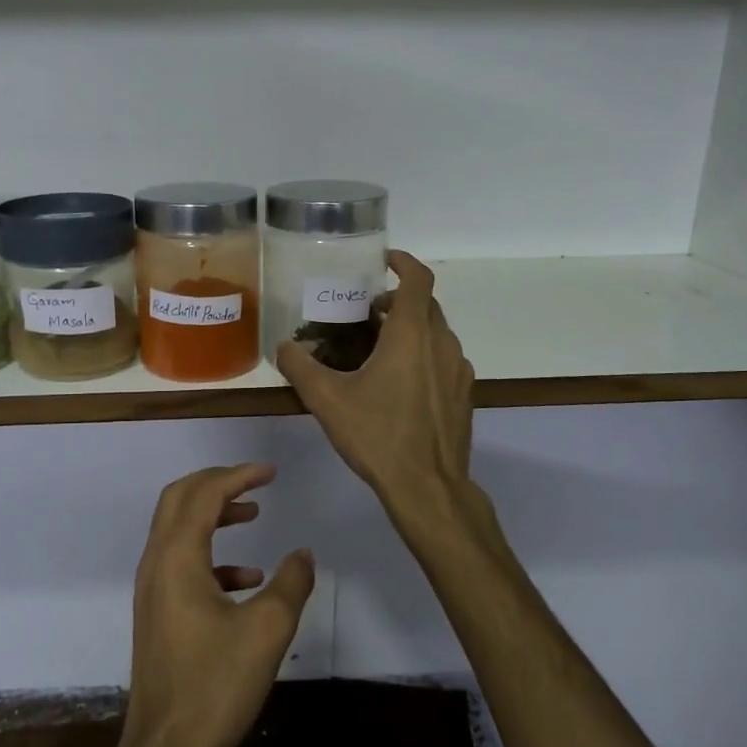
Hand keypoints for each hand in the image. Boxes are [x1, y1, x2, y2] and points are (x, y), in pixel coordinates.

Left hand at [119, 464, 315, 746]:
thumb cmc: (215, 685)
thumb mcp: (267, 631)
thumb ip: (291, 584)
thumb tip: (303, 554)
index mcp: (177, 557)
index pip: (204, 493)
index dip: (239, 476)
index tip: (271, 472)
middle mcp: (156, 563)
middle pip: (179, 499)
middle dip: (217, 483)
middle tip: (254, 482)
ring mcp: (152, 589)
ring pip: (177, 530)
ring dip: (213, 515)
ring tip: (252, 517)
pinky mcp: (156, 613)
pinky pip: (181, 564)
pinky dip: (212, 555)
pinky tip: (245, 580)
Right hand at [276, 251, 475, 512]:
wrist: (428, 486)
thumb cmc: (378, 435)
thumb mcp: (327, 399)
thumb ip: (300, 366)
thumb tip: (283, 346)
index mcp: (412, 334)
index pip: (417, 279)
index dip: (402, 262)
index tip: (383, 261)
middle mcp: (442, 343)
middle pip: (424, 305)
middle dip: (396, 300)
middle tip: (366, 313)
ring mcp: (458, 370)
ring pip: (435, 333)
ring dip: (410, 330)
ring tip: (378, 350)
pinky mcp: (463, 395)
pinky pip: (443, 359)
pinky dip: (422, 355)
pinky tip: (399, 385)